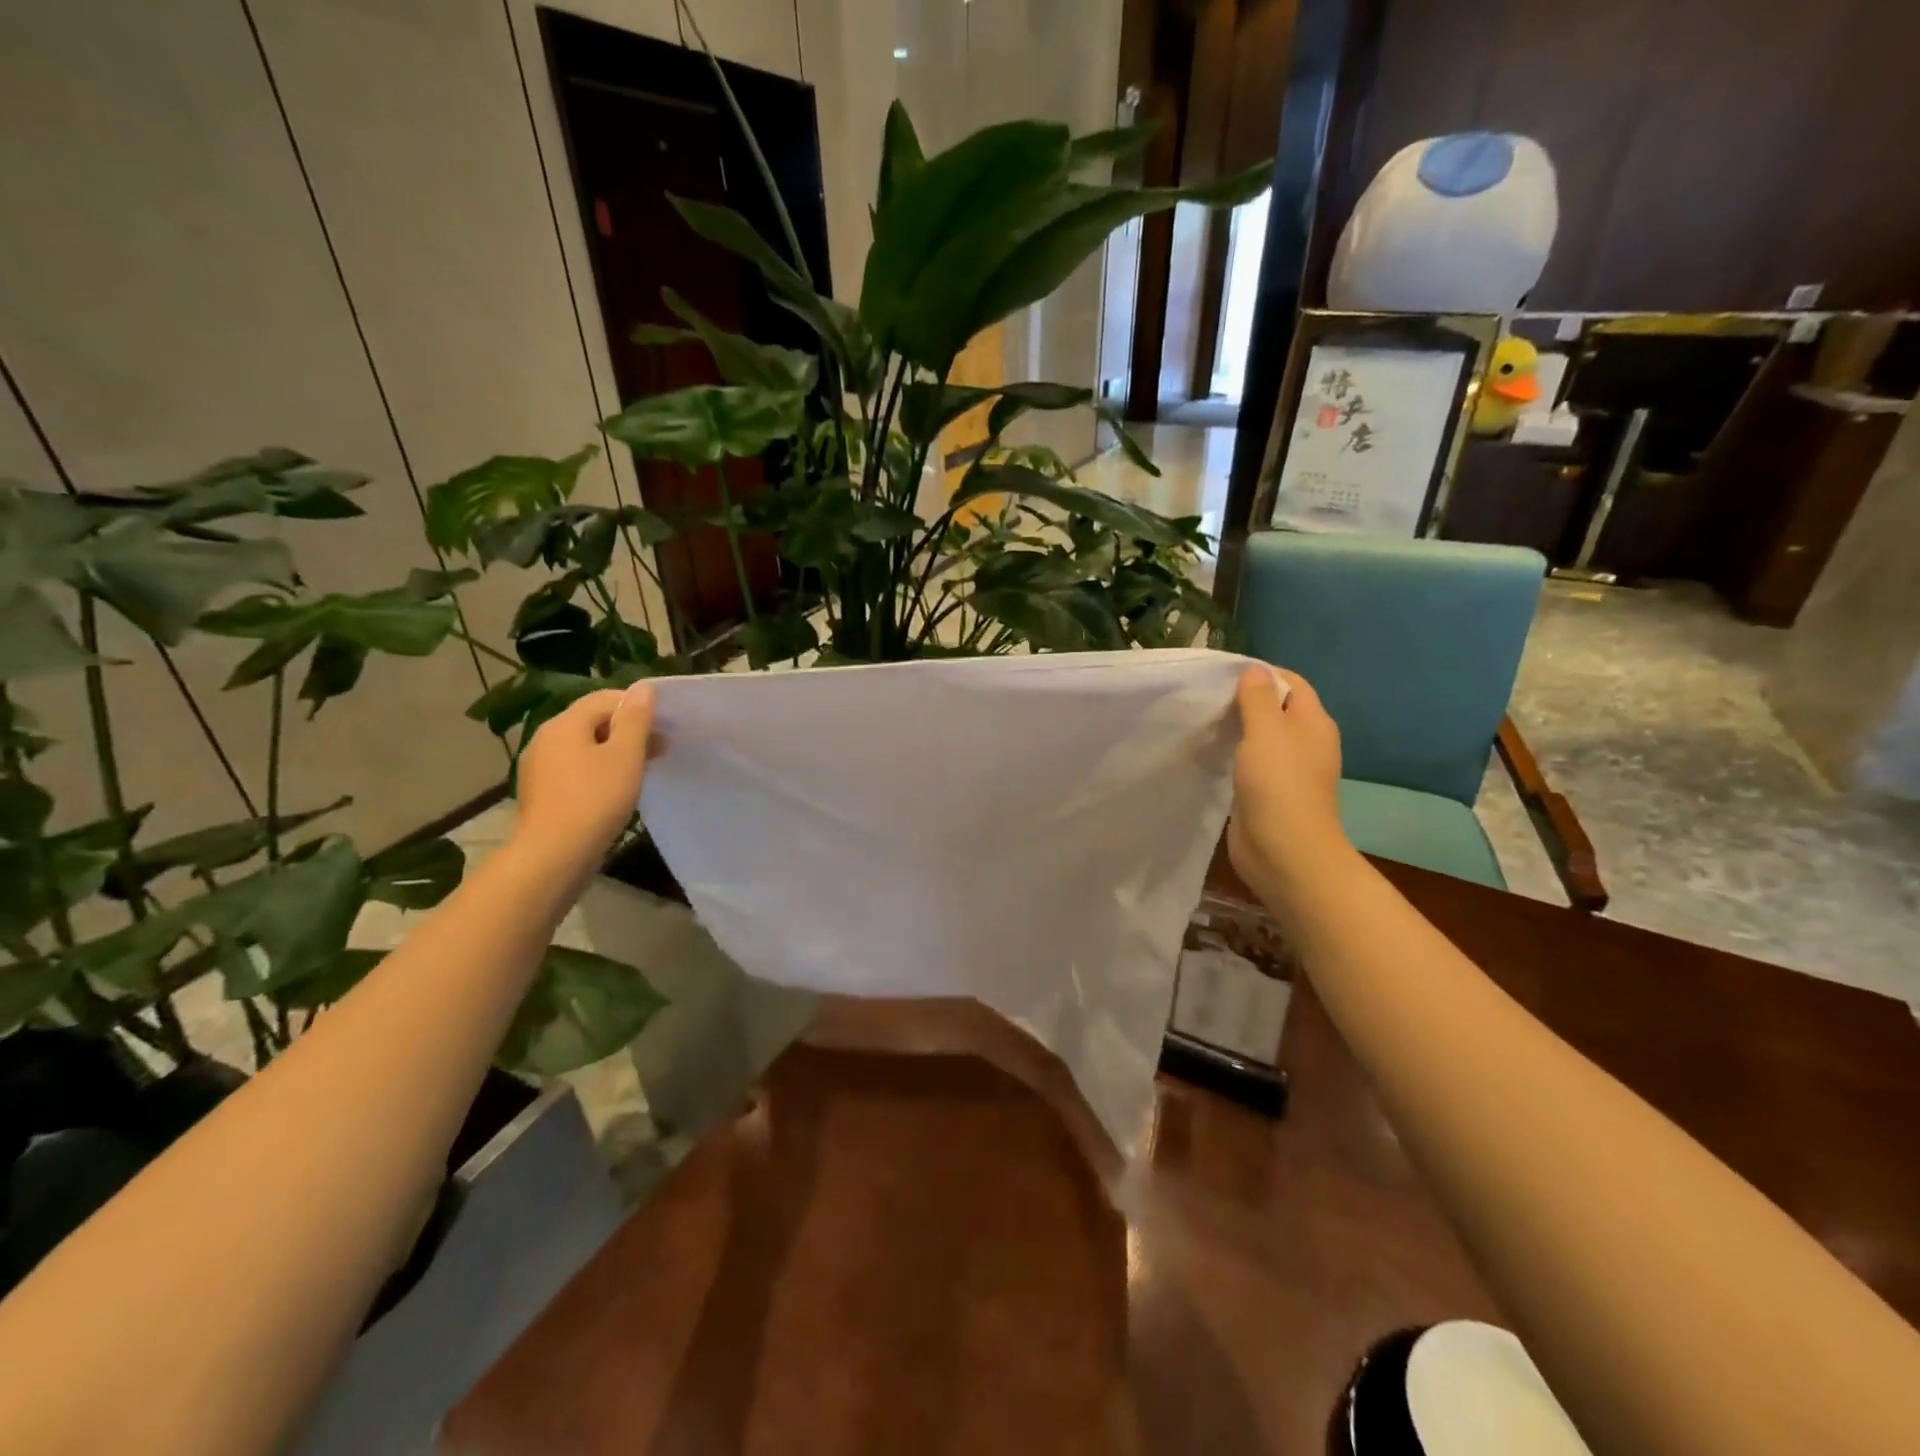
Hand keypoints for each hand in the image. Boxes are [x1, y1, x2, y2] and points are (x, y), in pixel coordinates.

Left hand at [511, 687, 657, 875]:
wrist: (553, 855)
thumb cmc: (595, 800)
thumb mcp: (625, 756)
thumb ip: (636, 719)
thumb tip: (643, 688)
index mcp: (564, 724)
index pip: (604, 698)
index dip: (637, 706)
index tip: (664, 725)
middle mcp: (545, 738)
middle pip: (592, 722)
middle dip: (628, 730)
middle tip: (660, 749)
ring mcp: (539, 767)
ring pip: (584, 747)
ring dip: (614, 751)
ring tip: (641, 770)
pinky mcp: (541, 792)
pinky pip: (574, 769)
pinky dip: (598, 770)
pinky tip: (615, 790)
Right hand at [1227, 666, 1350, 904]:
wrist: (1285, 852)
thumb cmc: (1278, 785)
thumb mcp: (1266, 730)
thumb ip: (1258, 698)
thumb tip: (1253, 670)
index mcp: (1313, 723)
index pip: (1291, 682)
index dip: (1261, 674)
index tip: (1222, 675)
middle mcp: (1305, 743)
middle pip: (1276, 709)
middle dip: (1244, 701)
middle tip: (1206, 698)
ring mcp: (1288, 771)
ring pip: (1261, 738)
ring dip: (1236, 729)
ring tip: (1204, 722)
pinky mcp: (1269, 793)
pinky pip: (1250, 763)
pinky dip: (1233, 755)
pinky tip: (1210, 754)